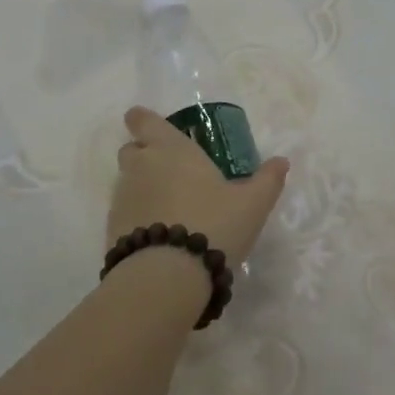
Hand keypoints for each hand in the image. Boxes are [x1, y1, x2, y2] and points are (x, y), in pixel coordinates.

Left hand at [107, 108, 290, 269]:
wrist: (168, 275)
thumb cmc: (213, 224)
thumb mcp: (252, 204)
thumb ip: (267, 180)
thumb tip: (281, 162)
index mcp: (170, 148)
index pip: (142, 119)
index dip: (144, 121)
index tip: (156, 131)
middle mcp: (140, 166)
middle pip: (131, 149)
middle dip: (145, 155)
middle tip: (173, 173)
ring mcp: (122, 197)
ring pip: (127, 182)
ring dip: (143, 189)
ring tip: (172, 210)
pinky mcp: (112, 227)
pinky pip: (124, 212)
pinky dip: (137, 217)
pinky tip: (160, 236)